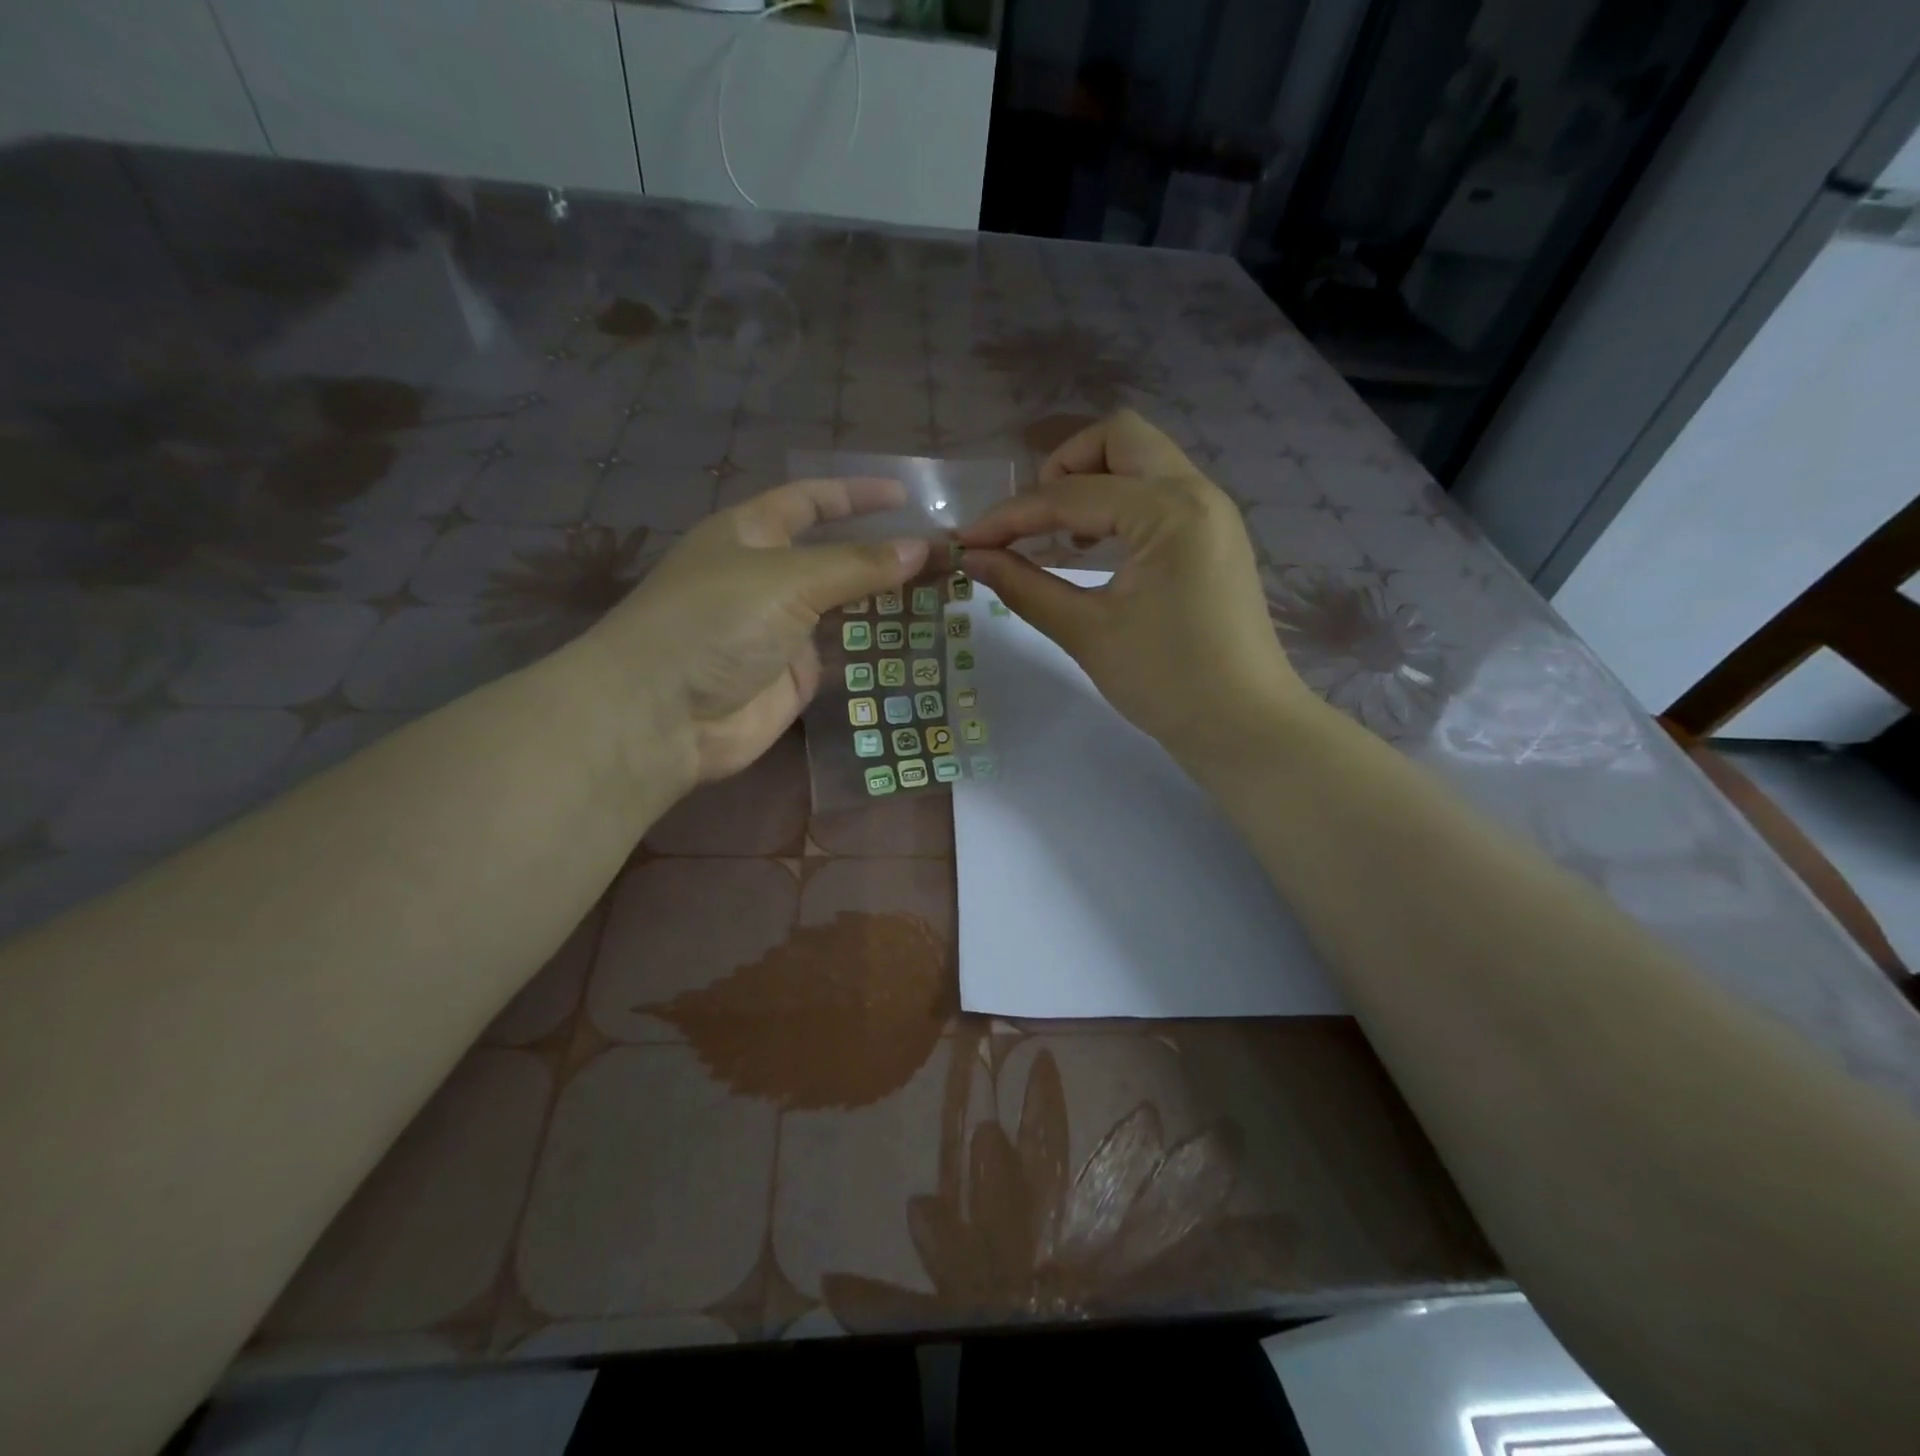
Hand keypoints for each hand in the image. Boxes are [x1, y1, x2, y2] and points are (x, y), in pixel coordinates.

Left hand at [585, 477, 929, 784]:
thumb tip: (921, 548)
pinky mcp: (796, 676)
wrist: (664, 716)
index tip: (906, 495)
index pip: (810, 501)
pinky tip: (919, 639)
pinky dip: (878, 646)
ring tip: (945, 593)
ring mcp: (782, 630)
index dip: (855, 495)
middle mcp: (767, 577)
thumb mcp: (787, 579)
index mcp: (750, 534)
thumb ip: (857, 565)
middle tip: (943, 554)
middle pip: (836, 557)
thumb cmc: (715, 622)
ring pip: (846, 608)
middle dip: (884, 553)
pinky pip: (845, 654)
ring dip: (888, 601)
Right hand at [957, 409, 1309, 767]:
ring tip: (1056, 537)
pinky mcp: (1212, 535)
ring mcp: (1211, 511)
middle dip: (1061, 469)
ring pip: (1141, 460)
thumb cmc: (1166, 683)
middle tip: (1030, 522)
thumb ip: (1026, 587)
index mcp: (1168, 511)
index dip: (1010, 517)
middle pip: (1117, 438)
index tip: (967, 540)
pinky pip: (1157, 492)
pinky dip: (1117, 504)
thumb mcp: (1087, 633)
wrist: (1244, 726)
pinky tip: (1090, 550)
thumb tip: (974, 559)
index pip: (1071, 495)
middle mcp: (1196, 492)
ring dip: (1091, 482)